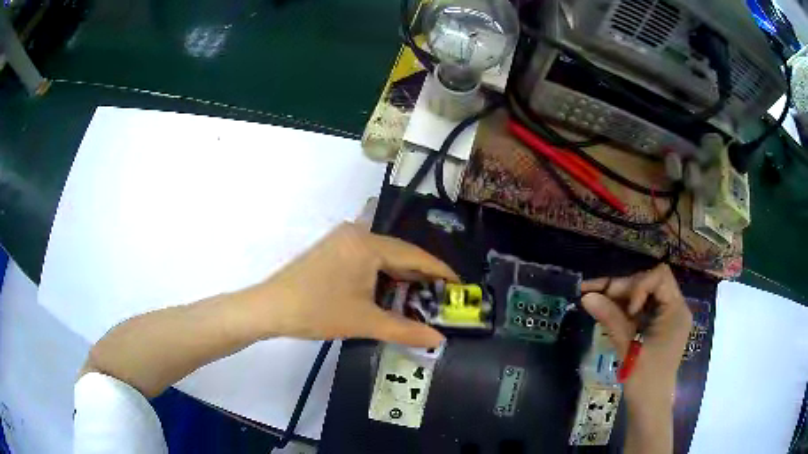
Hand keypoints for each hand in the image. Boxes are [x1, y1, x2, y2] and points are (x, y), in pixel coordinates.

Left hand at [247, 222, 458, 347]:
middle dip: (420, 276)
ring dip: (400, 277)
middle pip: (399, 253)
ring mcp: (342, 239)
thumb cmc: (318, 311)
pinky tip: (388, 292)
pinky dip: (381, 275)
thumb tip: (438, 340)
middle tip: (441, 297)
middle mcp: (357, 233)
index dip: (439, 271)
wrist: (270, 308)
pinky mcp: (332, 249)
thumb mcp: (365, 321)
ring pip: (382, 256)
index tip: (459, 284)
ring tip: (419, 298)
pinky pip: (367, 258)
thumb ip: (406, 330)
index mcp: (368, 244)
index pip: (414, 255)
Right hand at [580, 264, 692, 402]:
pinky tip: (605, 308)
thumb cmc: (644, 379)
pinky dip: (623, 307)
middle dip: (623, 287)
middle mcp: (674, 307)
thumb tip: (586, 296)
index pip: (660, 277)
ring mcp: (666, 316)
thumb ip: (610, 318)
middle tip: (594, 293)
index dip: (639, 286)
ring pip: (642, 293)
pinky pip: (641, 308)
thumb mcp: (628, 347)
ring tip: (593, 296)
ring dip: (619, 295)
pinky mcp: (657, 325)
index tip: (627, 310)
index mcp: (676, 310)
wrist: (649, 406)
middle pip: (649, 282)